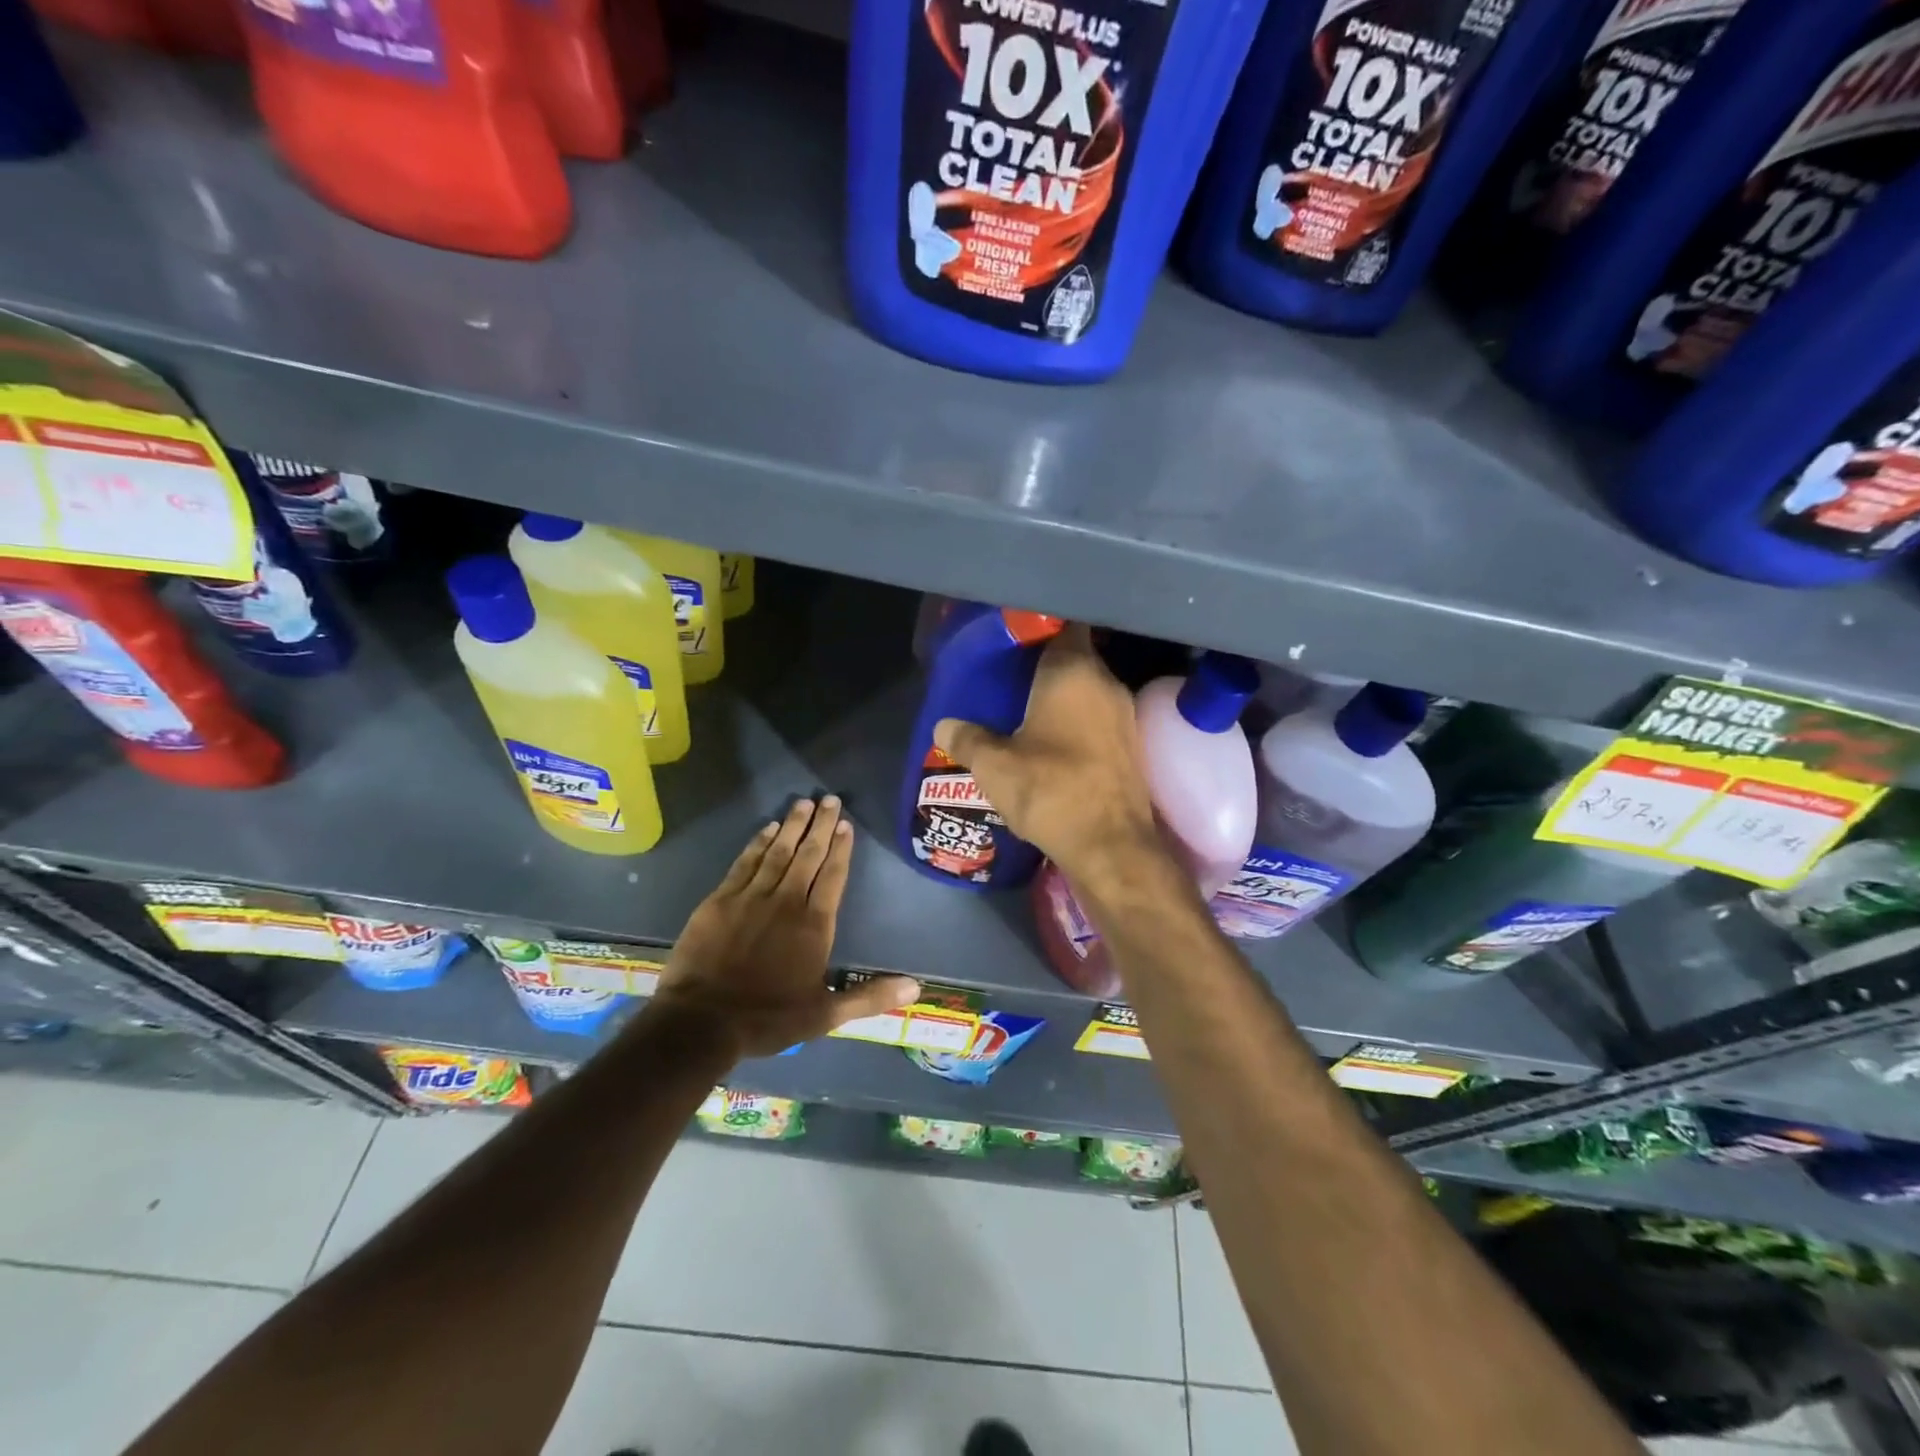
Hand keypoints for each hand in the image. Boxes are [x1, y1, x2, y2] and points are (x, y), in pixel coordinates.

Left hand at [650, 796, 918, 1059]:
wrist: (702, 1022)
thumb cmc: (768, 1018)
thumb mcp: (825, 1015)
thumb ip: (870, 997)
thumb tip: (916, 989)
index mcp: (814, 925)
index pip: (833, 875)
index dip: (841, 848)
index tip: (846, 824)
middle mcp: (787, 901)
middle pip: (808, 855)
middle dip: (821, 825)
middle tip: (829, 799)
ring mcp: (751, 897)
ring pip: (778, 852)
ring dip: (793, 826)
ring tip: (804, 803)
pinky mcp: (720, 900)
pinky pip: (745, 862)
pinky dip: (759, 843)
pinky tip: (768, 828)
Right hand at [934, 624, 1169, 894]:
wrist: (1111, 846)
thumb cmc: (1050, 790)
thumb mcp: (994, 765)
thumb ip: (967, 738)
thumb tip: (944, 726)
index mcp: (1074, 671)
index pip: (1064, 625)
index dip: (1039, 627)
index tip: (1013, 637)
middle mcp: (1106, 683)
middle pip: (1074, 658)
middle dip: (1043, 666)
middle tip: (1008, 677)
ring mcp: (1124, 715)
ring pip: (1087, 691)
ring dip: (1061, 698)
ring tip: (1024, 711)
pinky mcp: (1131, 746)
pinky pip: (1098, 719)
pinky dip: (1076, 723)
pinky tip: (1051, 743)